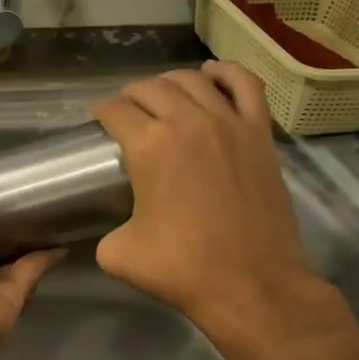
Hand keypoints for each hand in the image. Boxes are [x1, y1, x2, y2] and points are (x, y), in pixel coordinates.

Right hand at [94, 63, 330, 346]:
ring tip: (160, 95)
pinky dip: (226, 73)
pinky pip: (245, 86)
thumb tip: (111, 226)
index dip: (101, 112)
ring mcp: (229, 124)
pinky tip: (212, 75)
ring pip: (192, 80)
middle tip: (124, 112)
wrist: (253, 286)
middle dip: (129, 95)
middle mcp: (188, 123)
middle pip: (150, 88)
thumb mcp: (117, 252)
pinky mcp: (260, 135)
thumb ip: (105, 228)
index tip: (98, 121)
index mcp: (149, 146)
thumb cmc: (182, 269)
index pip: (116, 111)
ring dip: (169, 82)